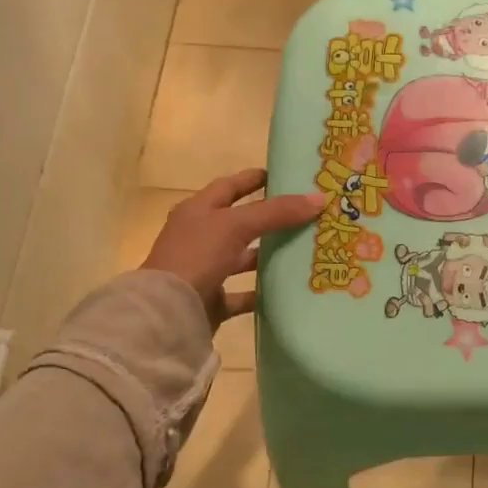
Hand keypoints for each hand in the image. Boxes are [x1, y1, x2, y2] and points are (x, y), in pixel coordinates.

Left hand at [141, 169, 324, 328]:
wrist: (167, 312)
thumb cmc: (196, 256)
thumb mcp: (236, 225)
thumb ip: (277, 212)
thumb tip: (320, 198)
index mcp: (198, 210)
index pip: (230, 186)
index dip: (254, 179)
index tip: (284, 176)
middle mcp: (200, 237)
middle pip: (240, 222)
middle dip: (270, 218)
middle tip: (306, 213)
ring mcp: (205, 269)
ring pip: (243, 258)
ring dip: (268, 255)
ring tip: (304, 250)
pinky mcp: (212, 300)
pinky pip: (243, 293)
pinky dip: (263, 292)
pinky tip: (288, 289)